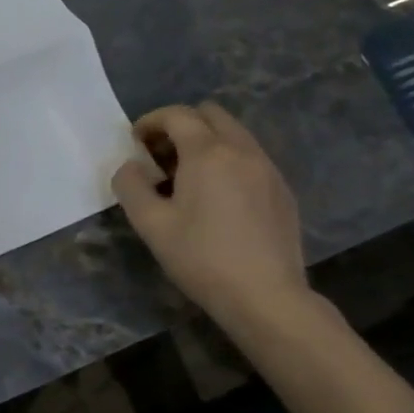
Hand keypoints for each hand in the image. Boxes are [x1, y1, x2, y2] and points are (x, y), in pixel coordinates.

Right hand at [111, 102, 310, 328]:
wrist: (266, 297)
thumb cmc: (201, 258)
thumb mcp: (150, 224)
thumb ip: (131, 186)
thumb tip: (131, 166)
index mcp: (208, 153)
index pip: (177, 115)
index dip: (150, 121)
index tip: (136, 143)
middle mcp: (242, 151)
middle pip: (211, 114)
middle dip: (181, 125)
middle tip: (162, 155)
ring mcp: (268, 170)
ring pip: (234, 134)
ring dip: (206, 142)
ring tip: (188, 177)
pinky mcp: (282, 191)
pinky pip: (251, 157)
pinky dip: (229, 160)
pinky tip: (218, 197)